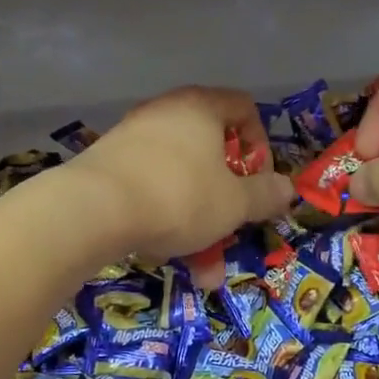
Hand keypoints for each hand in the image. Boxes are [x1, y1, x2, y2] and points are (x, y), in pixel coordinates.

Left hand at [65, 87, 293, 273]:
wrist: (91, 209)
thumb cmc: (179, 196)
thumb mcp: (234, 203)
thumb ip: (265, 195)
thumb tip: (286, 189)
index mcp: (201, 108)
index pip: (243, 108)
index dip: (260, 145)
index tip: (259, 182)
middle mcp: (166, 113)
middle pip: (211, 152)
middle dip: (227, 200)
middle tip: (233, 230)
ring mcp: (133, 138)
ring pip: (181, 181)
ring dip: (198, 224)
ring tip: (203, 271)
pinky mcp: (108, 166)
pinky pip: (150, 189)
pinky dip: (164, 219)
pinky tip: (164, 255)